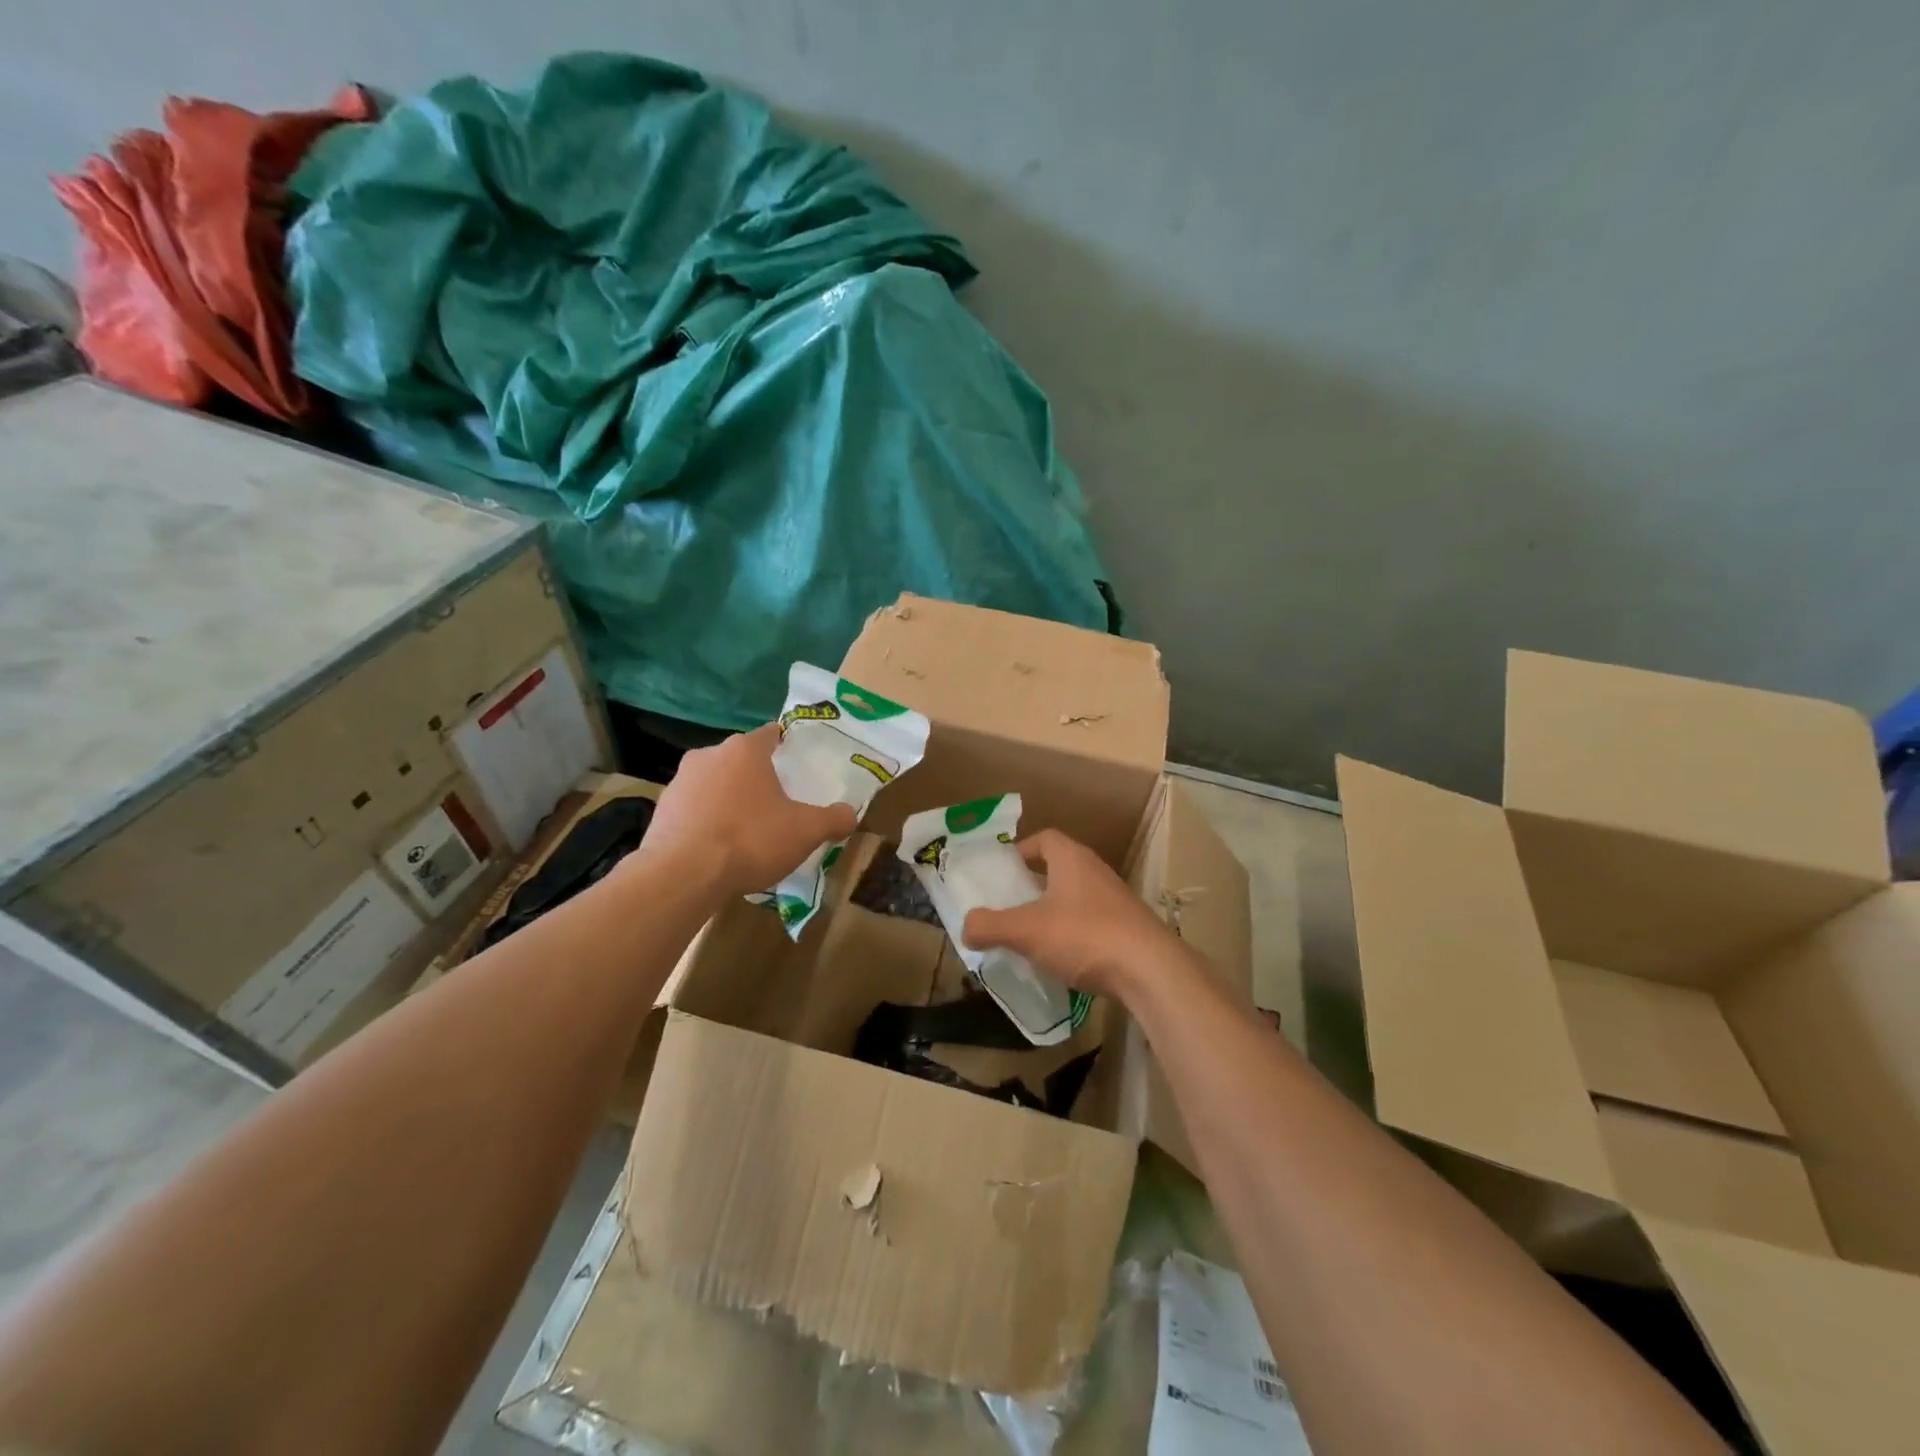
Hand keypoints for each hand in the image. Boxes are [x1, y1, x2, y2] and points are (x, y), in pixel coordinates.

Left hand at [640, 725, 856, 900]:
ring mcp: (680, 782)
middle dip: (758, 779)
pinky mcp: (661, 810)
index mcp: (745, 750)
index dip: (787, 748)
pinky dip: (707, 822)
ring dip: (730, 800)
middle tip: (778, 804)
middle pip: (741, 760)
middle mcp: (709, 755)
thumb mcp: (806, 831)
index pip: (771, 734)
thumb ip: (833, 819)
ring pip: (715, 784)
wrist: (682, 875)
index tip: (798, 767)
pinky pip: (694, 810)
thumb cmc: (750, 839)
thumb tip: (850, 814)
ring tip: (747, 832)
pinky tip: (719, 850)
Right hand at [960, 828, 1178, 1000]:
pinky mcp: (1130, 929)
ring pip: (1077, 897)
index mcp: (1072, 859)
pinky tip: (1063, 959)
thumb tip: (966, 926)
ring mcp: (1117, 900)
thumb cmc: (1084, 936)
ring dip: (1054, 911)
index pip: (1045, 838)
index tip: (1003, 871)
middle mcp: (1096, 872)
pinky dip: (1074, 934)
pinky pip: (1093, 923)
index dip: (1021, 850)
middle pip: (1060, 868)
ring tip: (1031, 935)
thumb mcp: (1027, 931)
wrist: (1151, 970)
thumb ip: (990, 926)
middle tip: (1010, 905)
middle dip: (1034, 884)